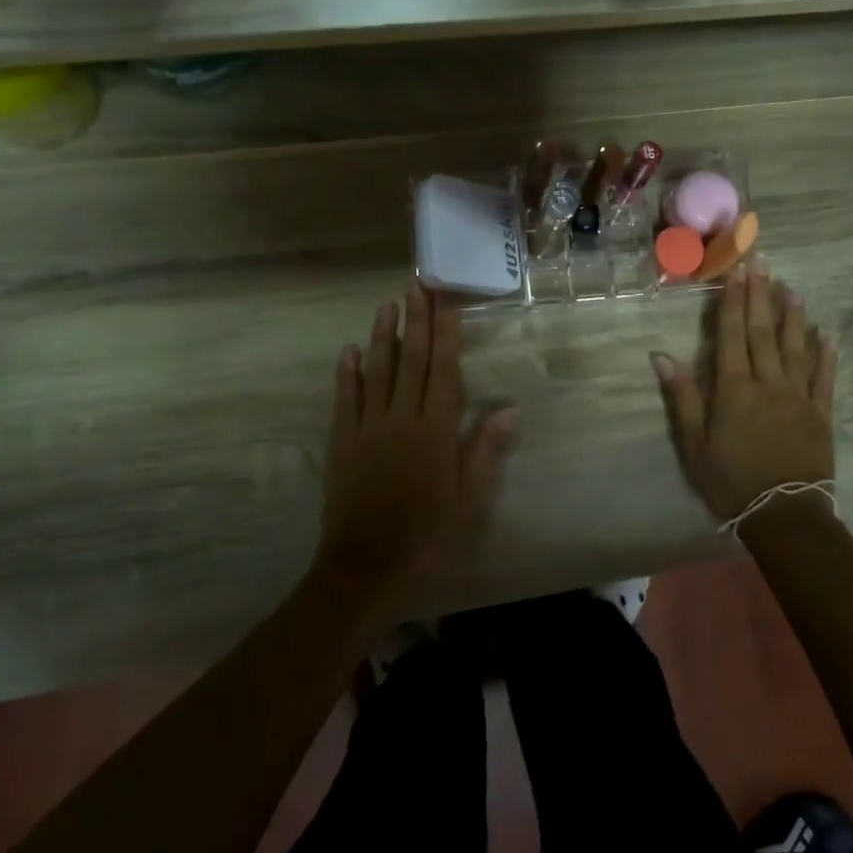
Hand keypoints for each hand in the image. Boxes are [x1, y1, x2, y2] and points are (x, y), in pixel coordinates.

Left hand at [318, 284, 515, 604]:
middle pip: (410, 360)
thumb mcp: (468, 499)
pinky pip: (345, 399)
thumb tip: (510, 409)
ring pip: (378, 371)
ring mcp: (369, 427)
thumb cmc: (427, 535)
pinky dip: (348, 373)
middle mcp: (403, 418)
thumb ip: (485, 450)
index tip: (445, 300)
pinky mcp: (342, 441)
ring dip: (382, 335)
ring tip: (387, 304)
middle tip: (416, 284)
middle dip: (415, 320)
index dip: (445, 332)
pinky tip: (350, 349)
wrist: (367, 567)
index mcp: (436, 430)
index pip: (444, 370)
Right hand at [653, 264, 836, 524]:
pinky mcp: (821, 414)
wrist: (783, 516)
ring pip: (795, 347)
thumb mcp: (693, 444)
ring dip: (792, 316)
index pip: (732, 335)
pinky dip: (826, 355)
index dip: (732, 301)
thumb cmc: (730, 481)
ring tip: (791, 288)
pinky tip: (827, 336)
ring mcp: (798, 397)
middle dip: (760, 295)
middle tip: (762, 262)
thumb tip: (662, 356)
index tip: (736, 271)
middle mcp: (767, 383)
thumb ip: (682, 397)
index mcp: (734, 389)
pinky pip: (824, 378)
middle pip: (763, 332)